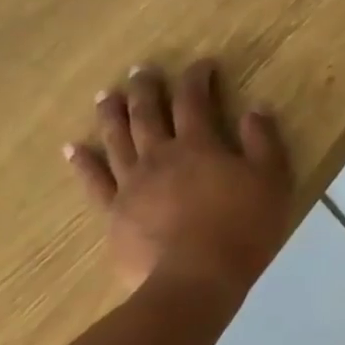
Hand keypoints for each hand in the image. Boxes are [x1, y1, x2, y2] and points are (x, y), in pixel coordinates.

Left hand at [66, 61, 294, 306]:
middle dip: (146, 88)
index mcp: (199, 146)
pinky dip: (82, 162)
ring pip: (115, 139)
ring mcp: (131, 183)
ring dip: (110, 114)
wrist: (195, 280)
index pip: (195, 101)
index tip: (202, 65)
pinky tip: (73, 149)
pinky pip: (94, 181)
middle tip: (141, 71)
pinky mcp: (114, 212)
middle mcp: (159, 155)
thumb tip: (254, 109)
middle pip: (147, 113)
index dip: (197, 78)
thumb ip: (263, 143)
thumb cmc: (243, 229)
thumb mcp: (272, 182)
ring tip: (105, 95)